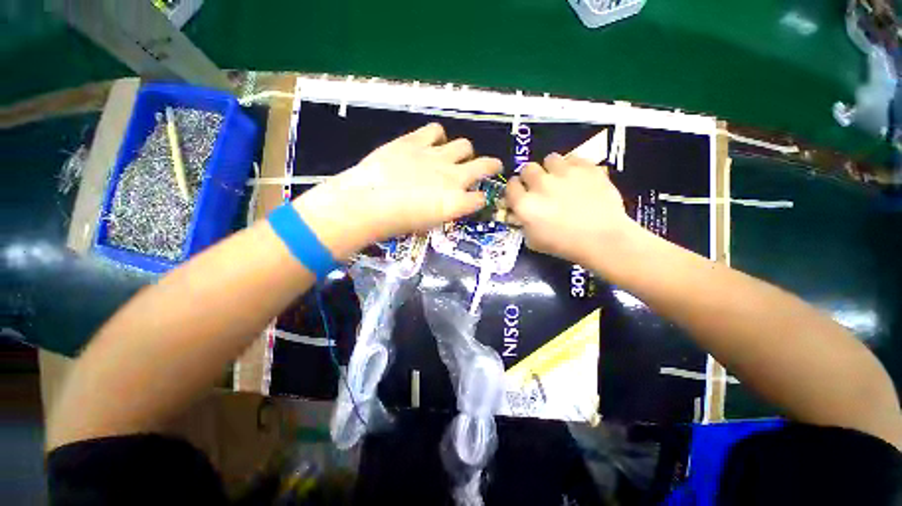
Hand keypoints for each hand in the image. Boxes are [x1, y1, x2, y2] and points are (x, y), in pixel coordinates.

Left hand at [293, 123, 501, 256]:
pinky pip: (436, 130)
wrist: (368, 203)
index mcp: (456, 202)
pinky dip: (437, 136)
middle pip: (485, 165)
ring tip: (455, 155)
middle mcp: (454, 177)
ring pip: (464, 145)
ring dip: (464, 152)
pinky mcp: (416, 141)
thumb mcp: (427, 224)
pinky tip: (431, 142)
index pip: (480, 198)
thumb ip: (444, 211)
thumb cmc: (396, 223)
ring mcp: (436, 156)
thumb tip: (446, 203)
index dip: (480, 199)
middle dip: (491, 166)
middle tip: (491, 167)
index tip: (476, 199)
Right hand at [506, 153, 638, 266]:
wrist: (602, 239)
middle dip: (531, 176)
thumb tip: (517, 213)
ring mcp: (564, 172)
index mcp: (525, 203)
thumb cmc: (564, 245)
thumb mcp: (533, 241)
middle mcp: (540, 184)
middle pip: (527, 168)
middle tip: (540, 186)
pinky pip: (573, 157)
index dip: (515, 189)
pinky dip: (572, 166)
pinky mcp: (585, 167)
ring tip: (560, 178)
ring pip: (550, 159)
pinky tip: (577, 177)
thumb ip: (522, 224)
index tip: (521, 193)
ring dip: (551, 168)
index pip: (511, 185)